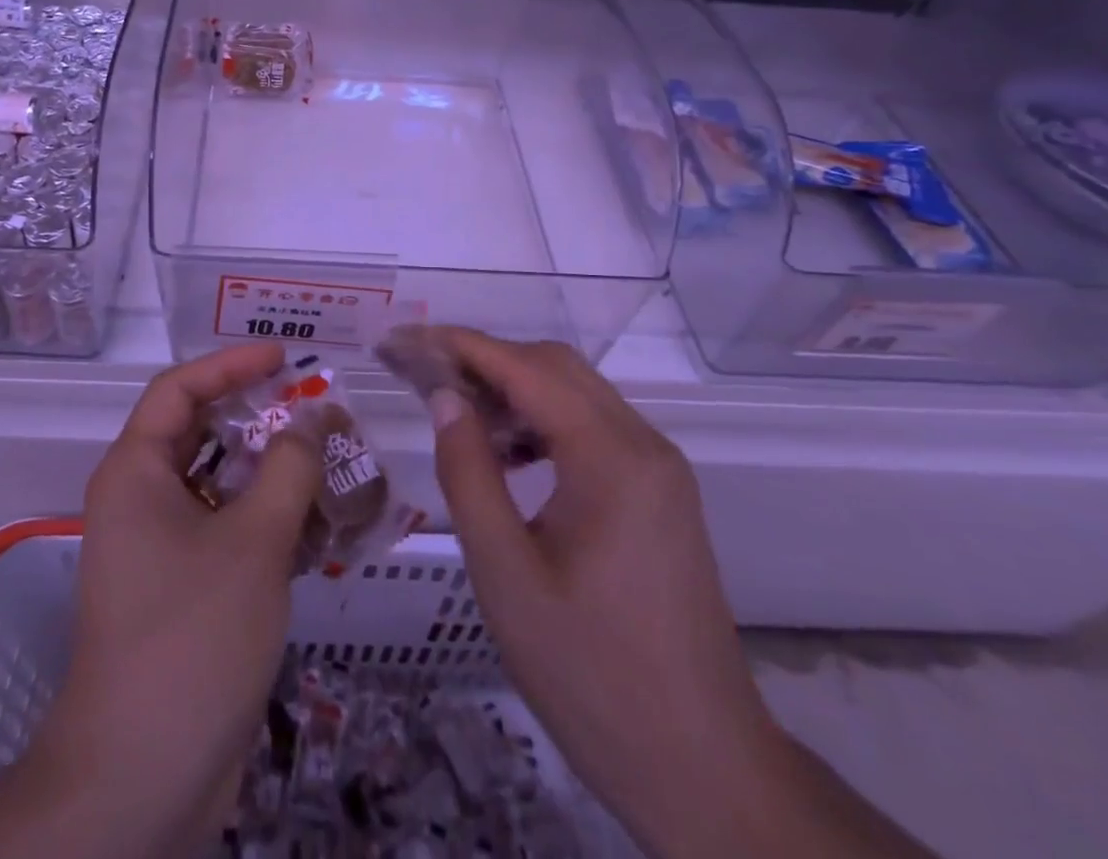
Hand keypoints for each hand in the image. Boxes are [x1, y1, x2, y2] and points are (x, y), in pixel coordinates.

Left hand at [23, 342, 319, 857]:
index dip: (231, 364)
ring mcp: (161, 547)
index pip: (180, 389)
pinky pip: (230, 530)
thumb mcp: (253, 541)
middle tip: (318, 411)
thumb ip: (289, 468)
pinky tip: (322, 527)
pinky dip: (271, 520)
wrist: (141, 780)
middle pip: (204, 434)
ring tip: (333, 464)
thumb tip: (313, 419)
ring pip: (223, 485)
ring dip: (275, 472)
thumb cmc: (191, 637)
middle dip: (262, 419)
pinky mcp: (184, 587)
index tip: (284, 356)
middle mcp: (142, 499)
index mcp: (136, 472)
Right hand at [426, 330, 790, 853]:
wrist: (703, 767)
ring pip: (576, 393)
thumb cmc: (591, 674)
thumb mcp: (505, 575)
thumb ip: (468, 472)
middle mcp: (644, 445)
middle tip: (422, 376)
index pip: (525, 368)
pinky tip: (508, 454)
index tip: (404, 340)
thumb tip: (443, 396)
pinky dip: (543, 421)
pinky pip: (593, 428)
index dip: (460, 346)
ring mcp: (658, 469)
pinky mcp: (659, 493)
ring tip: (456, 413)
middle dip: (484, 360)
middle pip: (555, 367)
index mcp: (612, 459)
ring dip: (513, 388)